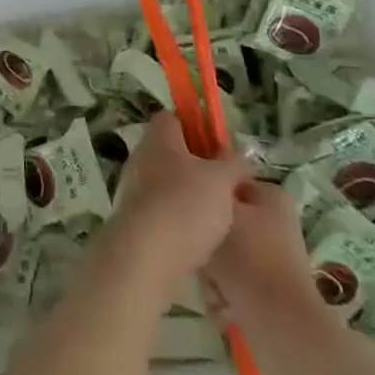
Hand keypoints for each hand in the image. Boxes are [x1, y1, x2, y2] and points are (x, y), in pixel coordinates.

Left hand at [104, 112, 248, 292]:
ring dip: (189, 195)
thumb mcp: (222, 180)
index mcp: (158, 138)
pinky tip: (200, 238)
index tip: (218, 147)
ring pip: (167, 184)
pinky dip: (179, 221)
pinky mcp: (134, 221)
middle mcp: (141, 158)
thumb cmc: (186, 205)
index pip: (172, 119)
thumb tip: (241, 155)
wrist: (146, 256)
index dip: (195, 128)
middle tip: (224, 183)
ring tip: (218, 215)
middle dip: (197, 166)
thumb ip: (234, 164)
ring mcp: (133, 190)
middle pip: (171, 153)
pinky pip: (161, 212)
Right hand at [205, 179, 327, 333]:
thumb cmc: (250, 257)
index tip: (184, 205)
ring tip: (210, 284)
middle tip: (198, 252)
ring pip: (222, 253)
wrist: (281, 325)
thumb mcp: (220, 212)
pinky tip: (220, 304)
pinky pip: (230, 281)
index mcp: (270, 195)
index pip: (225, 180)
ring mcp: (271, 258)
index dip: (203, 190)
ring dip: (210, 271)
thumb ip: (205, 193)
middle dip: (205, 240)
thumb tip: (193, 183)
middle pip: (221, 220)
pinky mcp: (266, 290)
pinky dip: (222, 293)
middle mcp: (273, 222)